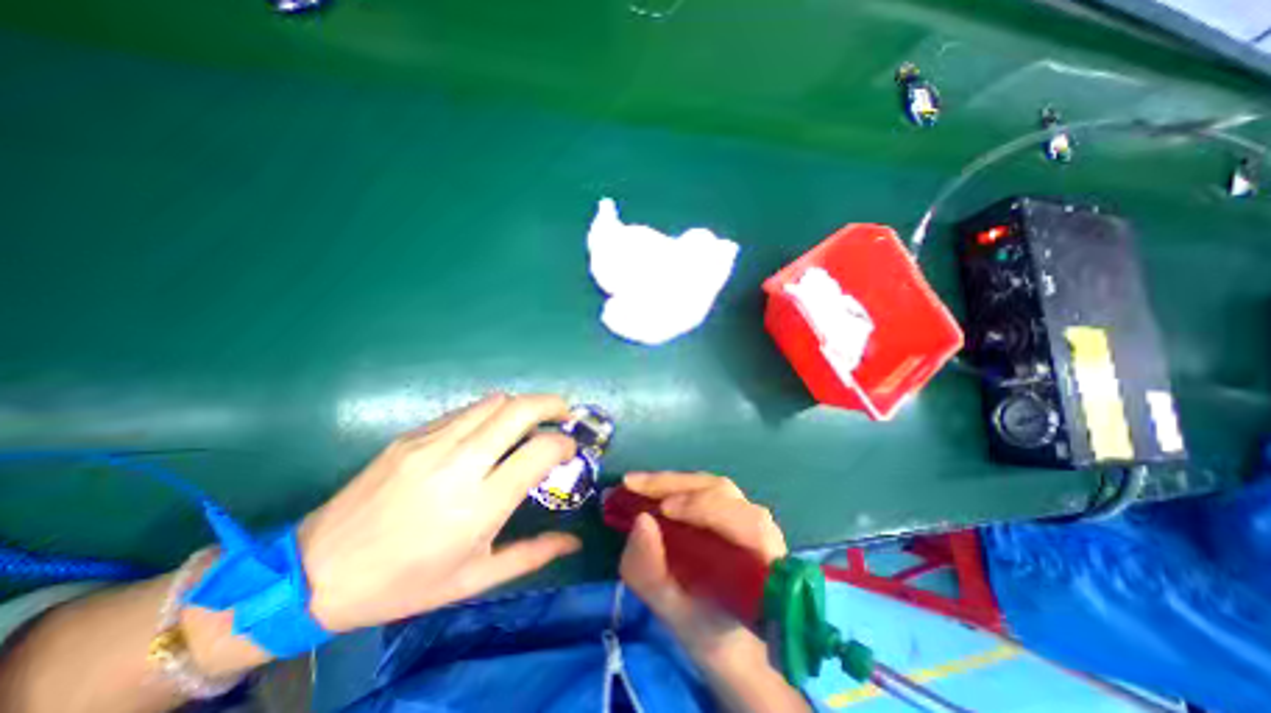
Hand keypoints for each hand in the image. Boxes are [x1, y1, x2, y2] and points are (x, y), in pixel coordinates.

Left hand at [298, 393, 578, 632]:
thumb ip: (533, 554)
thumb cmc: (404, 583)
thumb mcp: (474, 579)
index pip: (541, 450)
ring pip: (494, 401)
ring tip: (530, 422)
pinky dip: (490, 413)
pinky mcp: (411, 435)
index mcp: (480, 504)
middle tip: (564, 414)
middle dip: (553, 404)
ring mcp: (432, 442)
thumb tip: (574, 540)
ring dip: (522, 406)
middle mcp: (460, 463)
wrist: (314, 573)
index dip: (564, 444)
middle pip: (520, 409)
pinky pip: (465, 411)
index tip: (569, 451)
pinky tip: (489, 432)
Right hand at [619, 474, 786, 657]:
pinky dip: (675, 486)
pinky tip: (650, 490)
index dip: (706, 509)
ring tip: (637, 486)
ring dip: (673, 483)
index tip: (664, 510)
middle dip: (677, 486)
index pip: (746, 523)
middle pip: (722, 492)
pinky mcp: (730, 507)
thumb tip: (640, 521)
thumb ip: (654, 575)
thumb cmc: (709, 630)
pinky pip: (704, 489)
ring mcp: (746, 512)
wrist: (727, 636)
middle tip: (633, 485)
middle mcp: (760, 529)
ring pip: (712, 486)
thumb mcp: (675, 614)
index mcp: (764, 563)